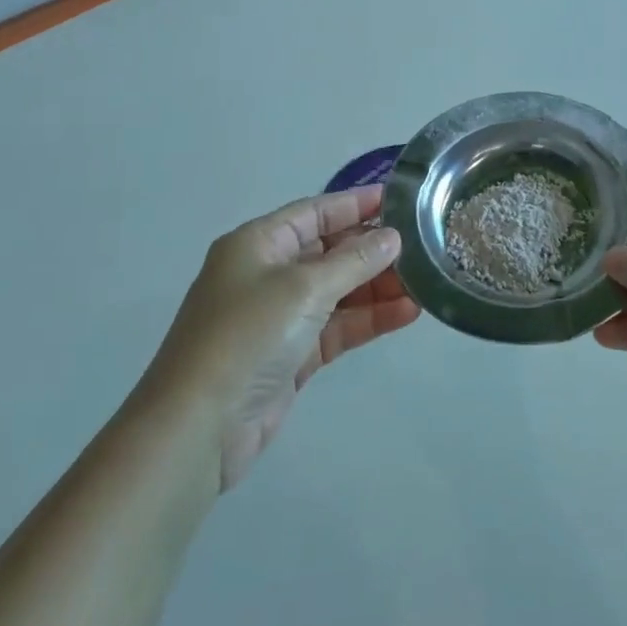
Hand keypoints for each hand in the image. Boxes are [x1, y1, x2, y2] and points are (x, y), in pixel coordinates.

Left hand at [154, 185, 419, 488]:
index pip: (314, 212)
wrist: (201, 426)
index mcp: (258, 244)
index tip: (400, 199)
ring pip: (339, 291)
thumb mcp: (304, 287)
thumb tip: (392, 237)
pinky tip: (407, 314)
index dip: (356, 204)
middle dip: (374, 250)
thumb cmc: (247, 336)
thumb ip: (353, 260)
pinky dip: (369, 320)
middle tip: (424, 247)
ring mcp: (279, 317)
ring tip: (425, 284)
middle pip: (329, 251)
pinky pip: (338, 327)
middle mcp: (267, 274)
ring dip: (378, 288)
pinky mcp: (292, 354)